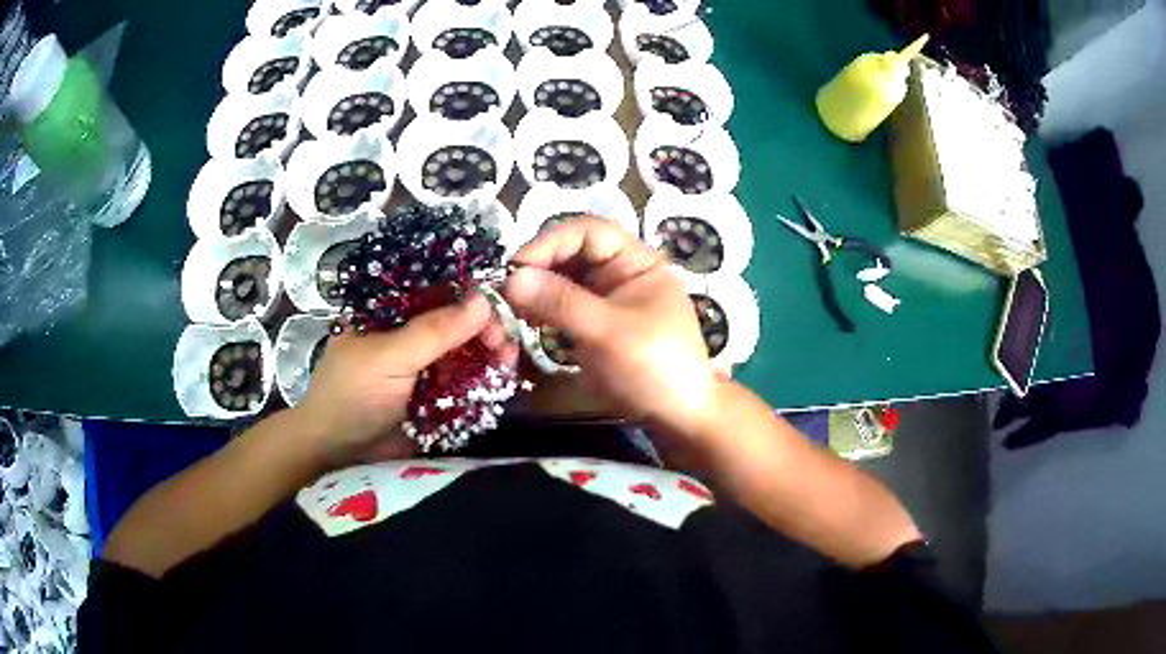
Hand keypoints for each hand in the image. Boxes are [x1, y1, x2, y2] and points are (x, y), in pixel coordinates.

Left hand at [294, 293, 514, 465]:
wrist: (338, 452)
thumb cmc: (353, 395)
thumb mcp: (389, 358)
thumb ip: (435, 331)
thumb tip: (484, 300)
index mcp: (393, 314)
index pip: (439, 294)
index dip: (471, 300)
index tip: (498, 315)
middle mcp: (411, 336)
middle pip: (458, 325)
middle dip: (486, 332)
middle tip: (507, 349)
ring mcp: (424, 369)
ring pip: (466, 355)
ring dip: (489, 359)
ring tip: (509, 367)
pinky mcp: (435, 399)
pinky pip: (465, 385)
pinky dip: (483, 384)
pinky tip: (502, 384)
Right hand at [503, 217, 722, 450]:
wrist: (676, 417)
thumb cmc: (652, 367)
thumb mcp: (607, 331)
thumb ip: (560, 302)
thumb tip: (510, 278)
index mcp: (636, 261)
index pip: (589, 231)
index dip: (551, 242)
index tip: (517, 267)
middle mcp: (620, 273)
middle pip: (571, 254)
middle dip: (539, 267)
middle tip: (507, 292)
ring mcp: (606, 299)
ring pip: (563, 280)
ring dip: (537, 290)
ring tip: (513, 308)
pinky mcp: (594, 325)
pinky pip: (563, 306)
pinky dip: (543, 310)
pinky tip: (528, 322)